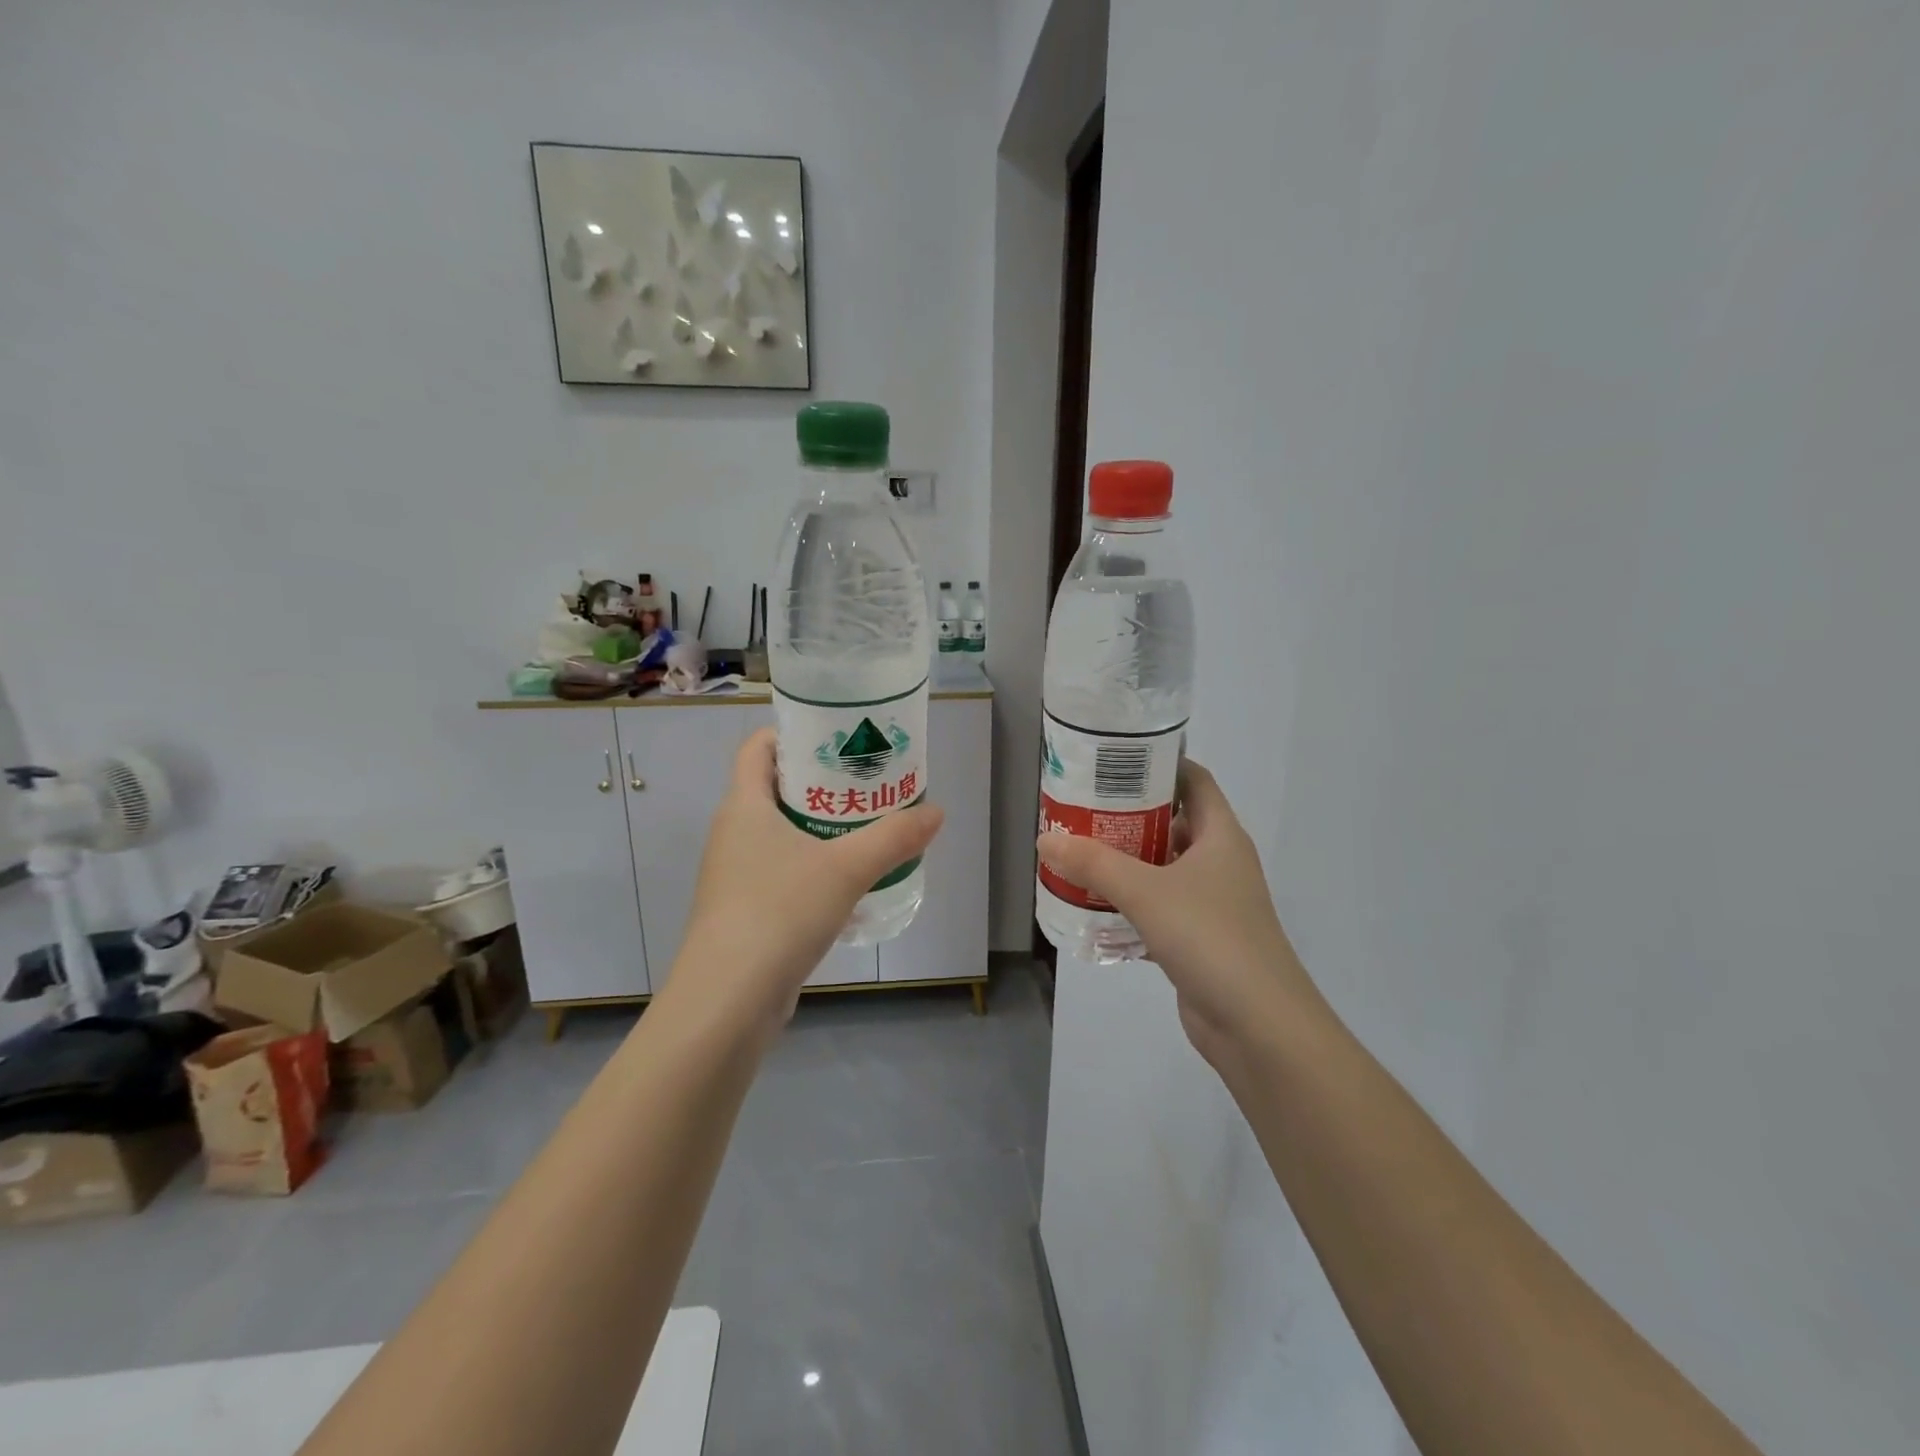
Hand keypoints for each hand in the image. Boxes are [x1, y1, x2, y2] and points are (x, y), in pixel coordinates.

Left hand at [670, 728, 943, 1042]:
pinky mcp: (745, 913)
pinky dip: (815, 870)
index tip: (837, 738)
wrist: (727, 1001)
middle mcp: (733, 834)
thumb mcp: (846, 868)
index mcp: (744, 806)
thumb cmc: (779, 912)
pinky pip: (783, 875)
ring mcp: (735, 876)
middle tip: (869, 784)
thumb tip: (936, 813)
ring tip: (869, 831)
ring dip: (821, 830)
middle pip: (776, 790)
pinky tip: (850, 886)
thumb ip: (894, 837)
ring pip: (782, 836)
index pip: (758, 747)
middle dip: (822, 785)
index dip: (793, 734)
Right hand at [1036, 759, 1322, 1072]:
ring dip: (1125, 863)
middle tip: (1080, 810)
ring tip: (1077, 854)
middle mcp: (1219, 862)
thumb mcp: (1145, 892)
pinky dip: (1129, 906)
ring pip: (1162, 869)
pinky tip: (1092, 908)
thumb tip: (1045, 839)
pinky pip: (1158, 909)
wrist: (1259, 1026)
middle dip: (1128, 816)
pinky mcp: (1198, 940)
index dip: (1158, 764)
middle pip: (1171, 823)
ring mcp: (1211, 903)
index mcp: (1220, 836)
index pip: (1193, 780)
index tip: (1113, 762)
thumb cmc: (1210, 938)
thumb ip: (1093, 864)